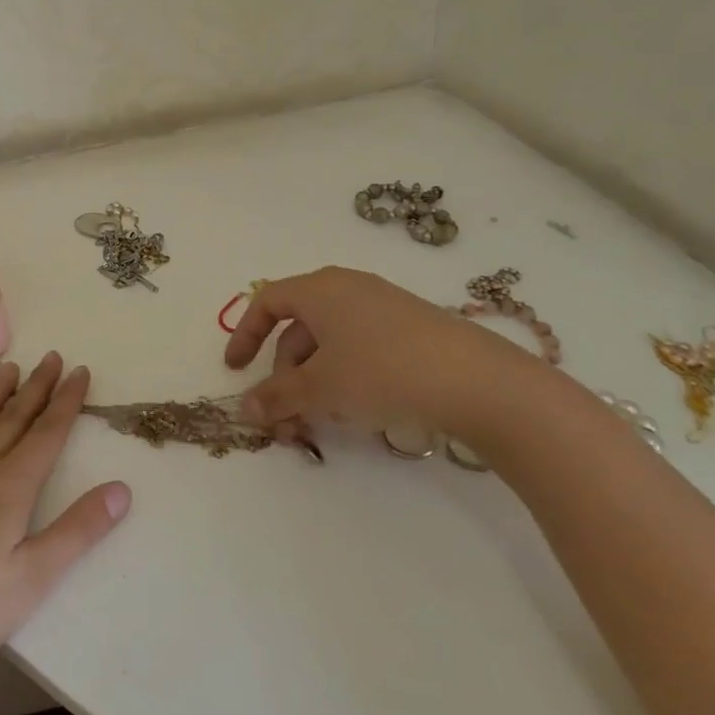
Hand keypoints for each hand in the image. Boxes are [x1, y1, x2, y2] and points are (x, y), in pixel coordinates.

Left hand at [0, 353, 129, 704]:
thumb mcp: (32, 580)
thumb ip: (78, 531)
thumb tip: (122, 488)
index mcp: (10, 487)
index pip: (47, 433)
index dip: (66, 401)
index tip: (80, 371)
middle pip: (13, 418)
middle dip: (37, 387)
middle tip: (52, 356)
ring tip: (10, 367)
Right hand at [223, 266, 577, 443]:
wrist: (478, 381)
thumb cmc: (383, 371)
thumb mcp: (321, 388)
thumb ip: (277, 397)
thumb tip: (244, 409)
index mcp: (319, 289)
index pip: (267, 302)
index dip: (245, 335)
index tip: (236, 371)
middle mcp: (347, 288)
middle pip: (298, 330)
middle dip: (283, 377)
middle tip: (285, 422)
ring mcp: (382, 307)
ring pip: (329, 344)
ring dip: (312, 385)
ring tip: (318, 426)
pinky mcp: (410, 329)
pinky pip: (359, 348)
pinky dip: (343, 378)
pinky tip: (355, 412)